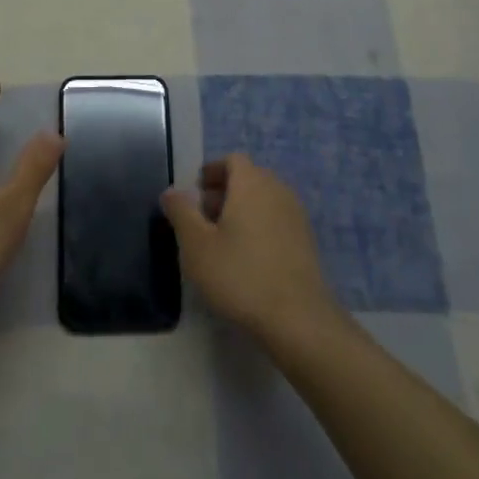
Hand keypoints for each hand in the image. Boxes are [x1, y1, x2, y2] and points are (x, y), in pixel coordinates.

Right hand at [161, 154, 341, 344]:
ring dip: (242, 210)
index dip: (212, 171)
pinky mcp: (306, 241)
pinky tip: (247, 259)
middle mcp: (278, 190)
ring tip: (222, 240)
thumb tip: (172, 191)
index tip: (195, 193)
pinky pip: (277, 220)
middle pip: (249, 178)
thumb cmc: (240, 275)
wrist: (298, 318)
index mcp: (251, 183)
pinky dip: (260, 227)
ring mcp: (296, 215)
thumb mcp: (196, 245)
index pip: (232, 160)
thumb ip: (181, 212)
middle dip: (224, 191)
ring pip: (264, 200)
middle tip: (203, 218)